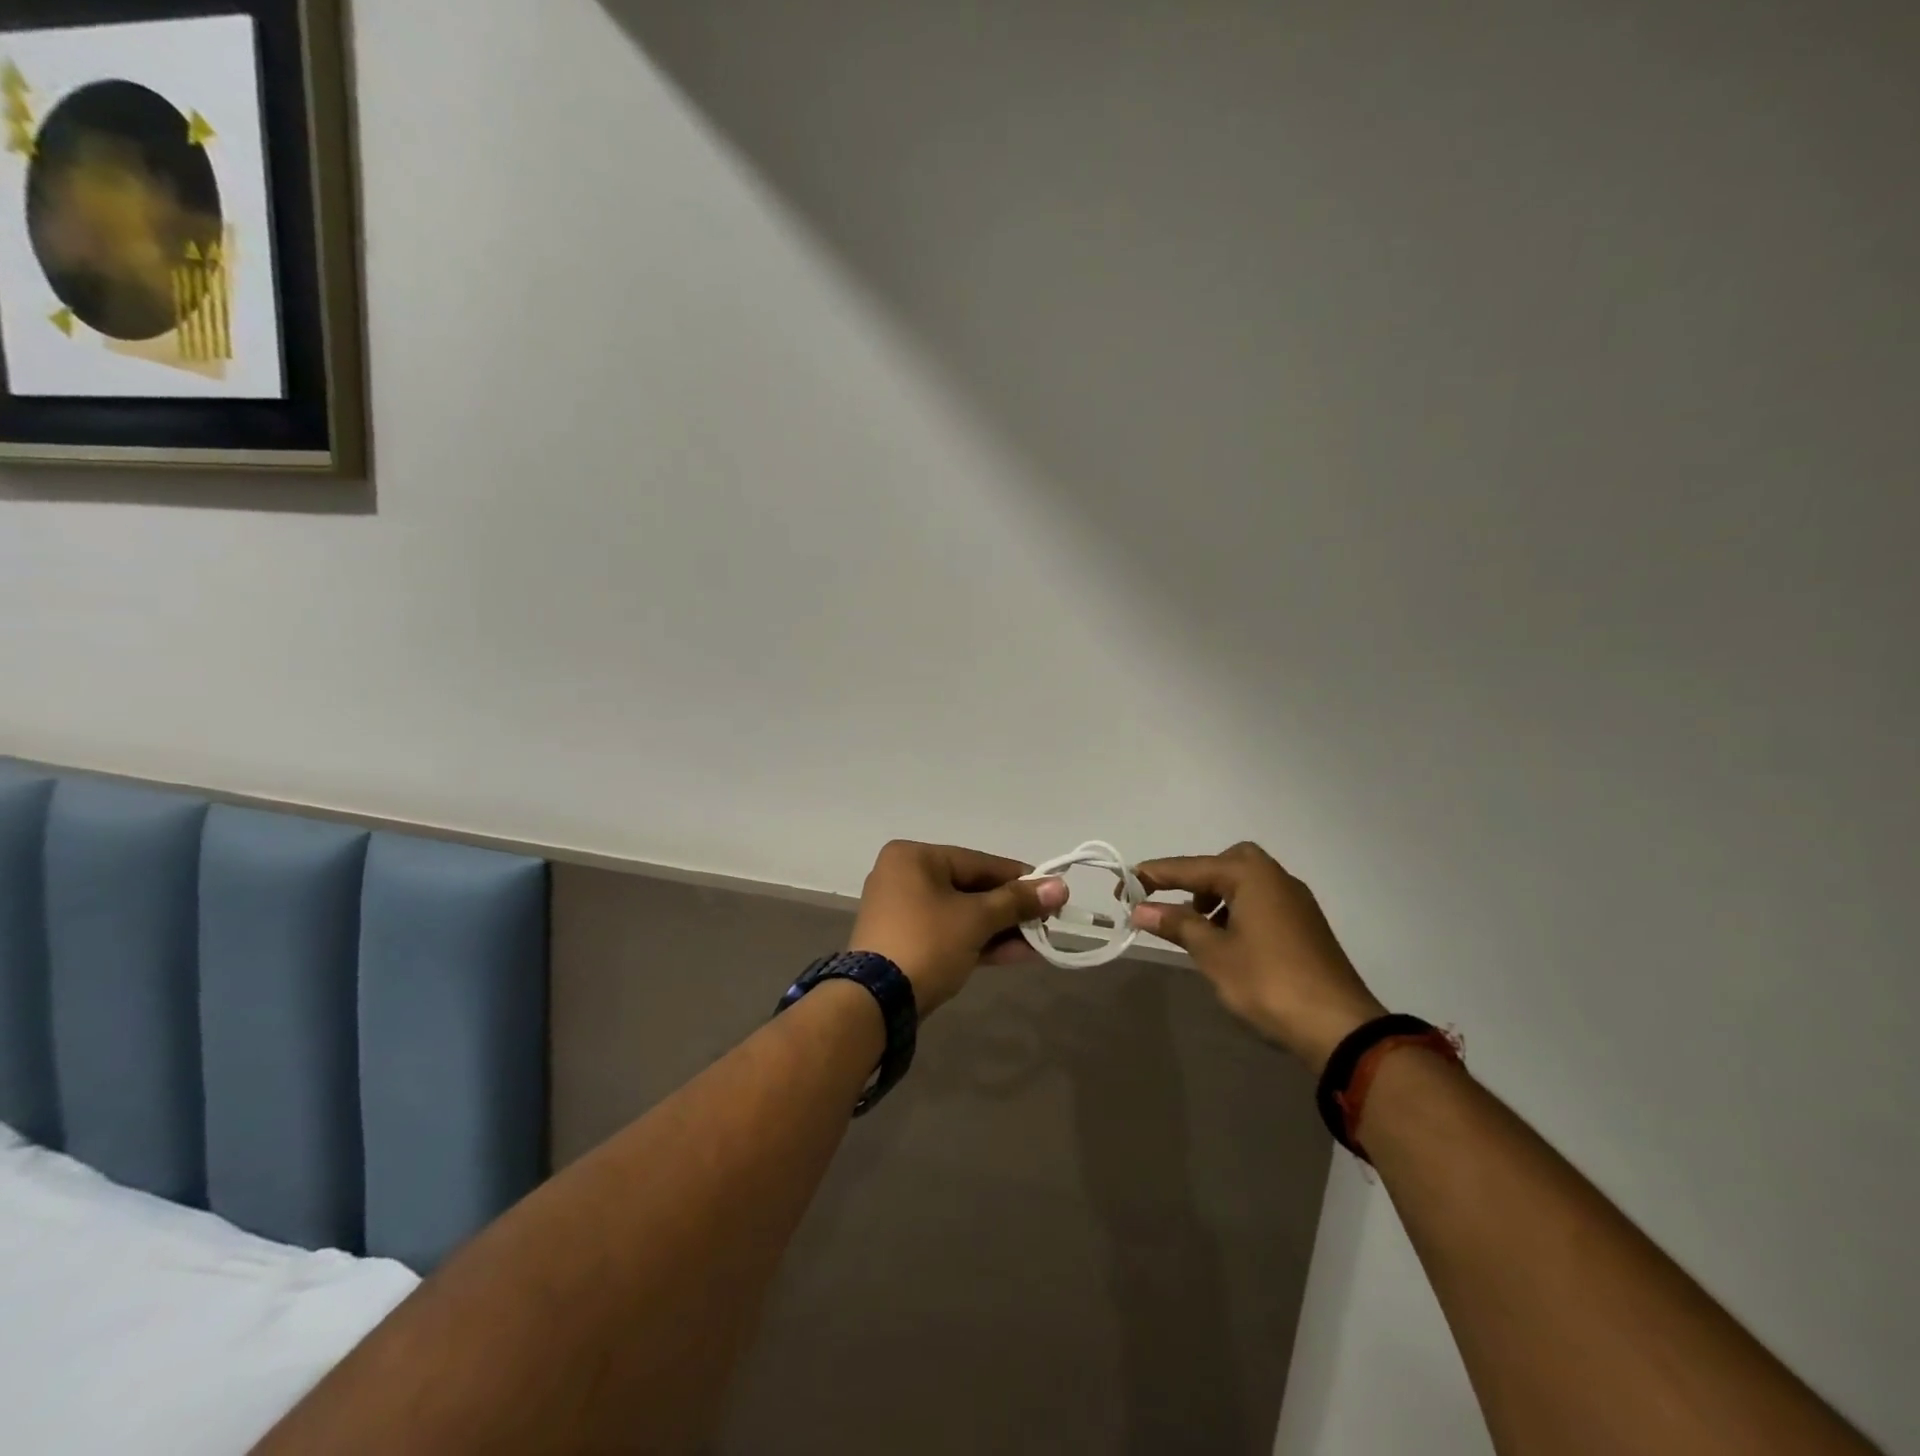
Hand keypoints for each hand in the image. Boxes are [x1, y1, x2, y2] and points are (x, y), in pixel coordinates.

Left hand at [848, 841, 1067, 1015]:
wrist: (876, 1003)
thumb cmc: (927, 943)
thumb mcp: (976, 919)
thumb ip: (1018, 902)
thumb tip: (1061, 886)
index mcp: (914, 857)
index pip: (979, 862)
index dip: (1019, 879)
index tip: (1053, 891)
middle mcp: (903, 876)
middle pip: (971, 888)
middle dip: (1011, 909)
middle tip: (1048, 921)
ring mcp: (902, 912)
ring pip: (962, 914)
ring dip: (1000, 929)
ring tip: (1040, 942)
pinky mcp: (905, 943)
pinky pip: (949, 933)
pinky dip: (979, 942)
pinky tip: (1017, 953)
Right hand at [1128, 842, 1385, 1072]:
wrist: (1338, 1026)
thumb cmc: (1267, 982)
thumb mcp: (1213, 953)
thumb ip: (1177, 924)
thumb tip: (1140, 908)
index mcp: (1251, 876)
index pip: (1190, 867)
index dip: (1153, 876)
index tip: (1123, 885)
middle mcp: (1276, 878)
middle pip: (1225, 863)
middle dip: (1195, 879)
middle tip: (1174, 905)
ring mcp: (1295, 901)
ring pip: (1246, 884)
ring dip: (1216, 897)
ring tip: (1197, 929)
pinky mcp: (1306, 925)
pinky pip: (1261, 903)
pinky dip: (1238, 911)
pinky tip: (1228, 942)